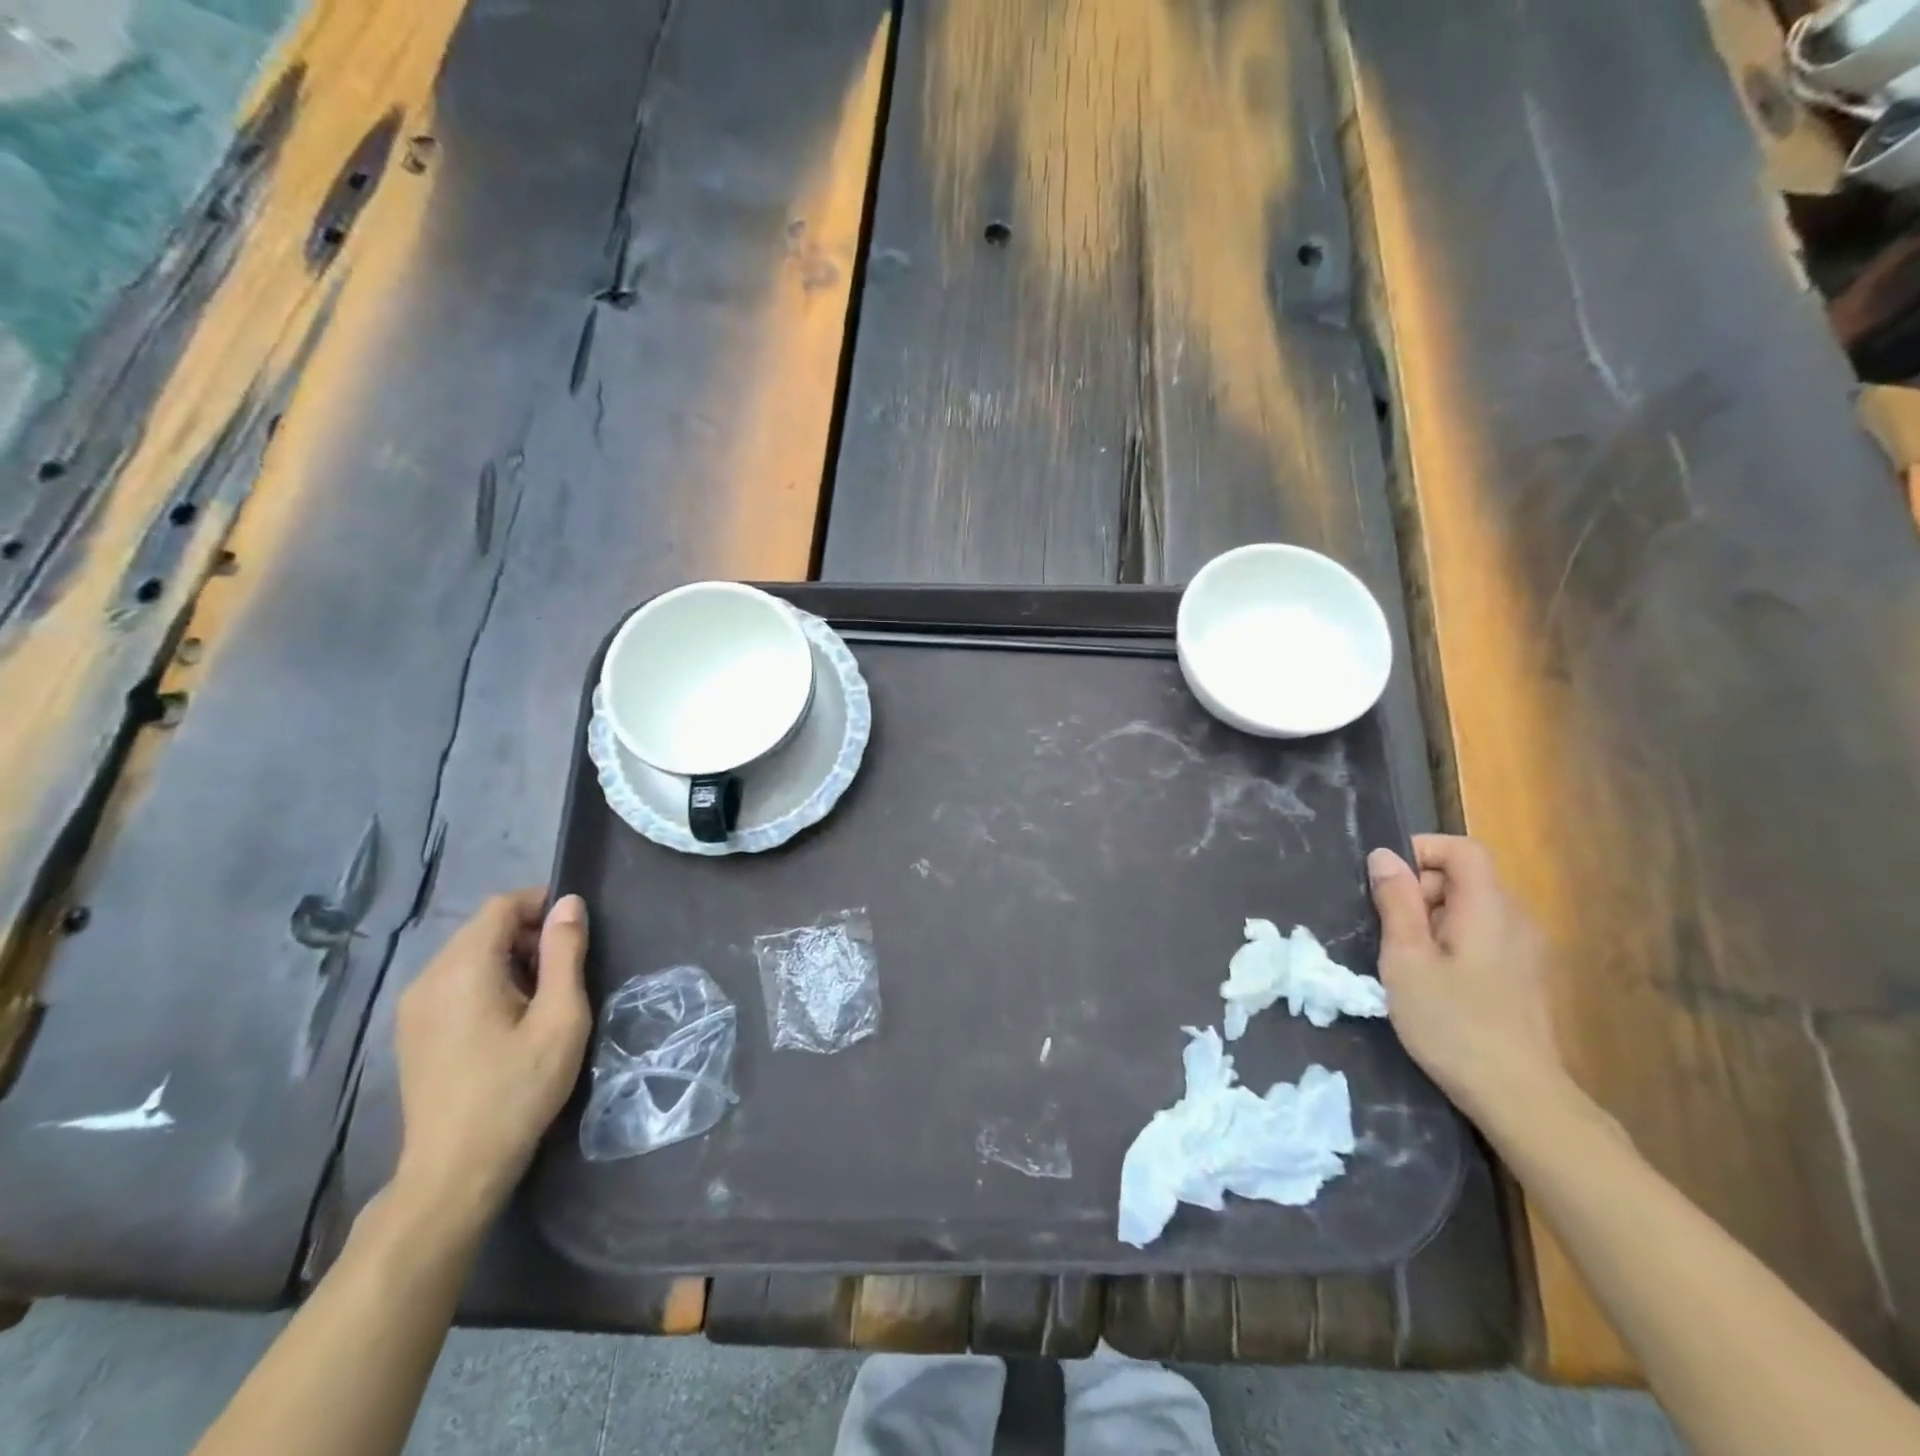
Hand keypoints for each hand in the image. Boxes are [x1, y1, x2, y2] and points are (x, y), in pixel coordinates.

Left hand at [390, 890, 591, 1227]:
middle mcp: (428, 977)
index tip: (576, 933)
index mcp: (463, 968)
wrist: (455, 1170)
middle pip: (483, 928)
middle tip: (564, 972)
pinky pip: (453, 982)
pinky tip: (507, 1022)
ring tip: (540, 1000)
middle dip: (528, 935)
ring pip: (468, 955)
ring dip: (509, 960)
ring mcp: (413, 1006)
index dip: (542, 906)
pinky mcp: (411, 1031)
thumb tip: (569, 903)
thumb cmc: (518, 1089)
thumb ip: (565, 953)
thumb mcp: (560, 1017)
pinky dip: (486, 982)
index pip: (502, 905)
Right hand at [1367, 835, 1565, 1121]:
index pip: (1463, 849)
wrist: (1519, 1097)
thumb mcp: (1406, 958)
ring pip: (1472, 909)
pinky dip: (1452, 941)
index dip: (1422, 850)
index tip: (1386, 880)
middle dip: (1421, 889)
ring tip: (1406, 958)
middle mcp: (1516, 920)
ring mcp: (1526, 951)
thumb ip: (1396, 902)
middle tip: (1389, 929)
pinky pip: (1484, 936)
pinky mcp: (1525, 977)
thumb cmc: (1452, 1022)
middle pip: (1466, 878)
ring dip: (1433, 919)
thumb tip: (1385, 856)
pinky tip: (1435, 981)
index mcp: (1489, 908)